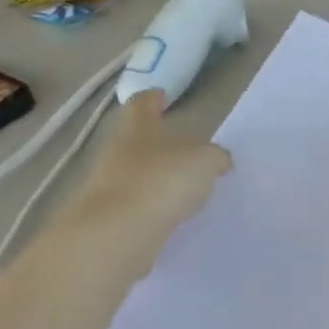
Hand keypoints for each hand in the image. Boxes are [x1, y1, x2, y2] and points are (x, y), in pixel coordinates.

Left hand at [59, 90, 232, 271]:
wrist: (117, 234)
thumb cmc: (162, 181)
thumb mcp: (205, 161)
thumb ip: (215, 157)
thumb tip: (219, 160)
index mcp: (137, 128)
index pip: (142, 103)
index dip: (152, 98)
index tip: (162, 95)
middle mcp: (118, 152)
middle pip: (136, 139)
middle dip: (156, 141)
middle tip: (183, 146)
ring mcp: (109, 186)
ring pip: (136, 173)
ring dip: (155, 176)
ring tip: (183, 185)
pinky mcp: (110, 218)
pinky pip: (137, 205)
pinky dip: (153, 206)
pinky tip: (173, 214)